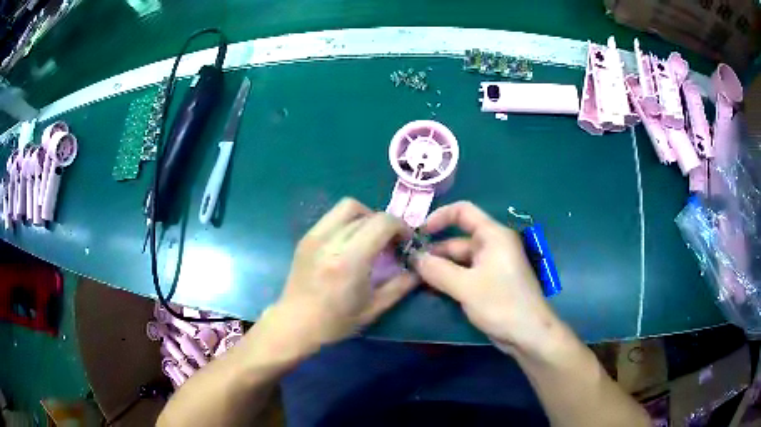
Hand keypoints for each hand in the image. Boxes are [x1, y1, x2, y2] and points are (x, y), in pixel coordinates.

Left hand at [274, 198, 418, 349]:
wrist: (295, 324)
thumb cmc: (335, 322)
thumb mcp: (373, 308)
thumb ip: (400, 286)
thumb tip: (419, 270)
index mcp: (350, 259)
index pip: (382, 222)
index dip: (400, 227)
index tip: (405, 242)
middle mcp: (331, 240)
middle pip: (366, 213)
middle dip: (385, 223)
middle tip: (390, 243)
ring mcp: (315, 236)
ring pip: (347, 206)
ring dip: (366, 216)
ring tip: (370, 238)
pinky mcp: (306, 238)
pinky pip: (332, 216)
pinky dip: (348, 221)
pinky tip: (350, 243)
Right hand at [412, 202, 565, 356]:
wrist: (528, 334)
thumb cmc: (501, 304)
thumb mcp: (465, 286)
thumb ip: (437, 270)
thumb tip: (414, 258)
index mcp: (493, 236)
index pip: (463, 211)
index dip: (439, 217)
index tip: (418, 234)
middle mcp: (492, 246)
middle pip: (458, 240)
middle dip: (434, 251)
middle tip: (408, 265)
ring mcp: (492, 266)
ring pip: (459, 260)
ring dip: (439, 268)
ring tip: (414, 278)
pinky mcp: (490, 283)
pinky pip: (465, 275)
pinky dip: (449, 279)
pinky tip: (431, 289)